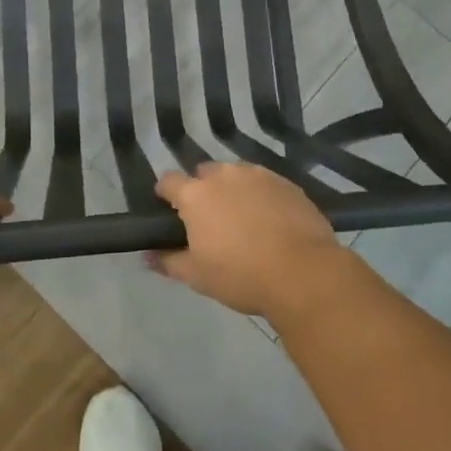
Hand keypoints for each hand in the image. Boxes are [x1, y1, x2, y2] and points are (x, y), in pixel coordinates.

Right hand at [151, 163, 344, 318]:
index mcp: (196, 194)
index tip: (168, 210)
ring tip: (243, 220)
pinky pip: (265, 184)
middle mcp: (224, 175)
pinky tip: (270, 221)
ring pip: (236, 176)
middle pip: (204, 174)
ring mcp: (258, 175)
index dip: (165, 194)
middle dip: (202, 191)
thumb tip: (147, 255)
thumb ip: (168, 261)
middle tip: (210, 221)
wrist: (303, 272)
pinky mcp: (287, 183)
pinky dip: (261, 196)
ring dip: (233, 190)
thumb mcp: (197, 276)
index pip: (168, 181)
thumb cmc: (241, 275)